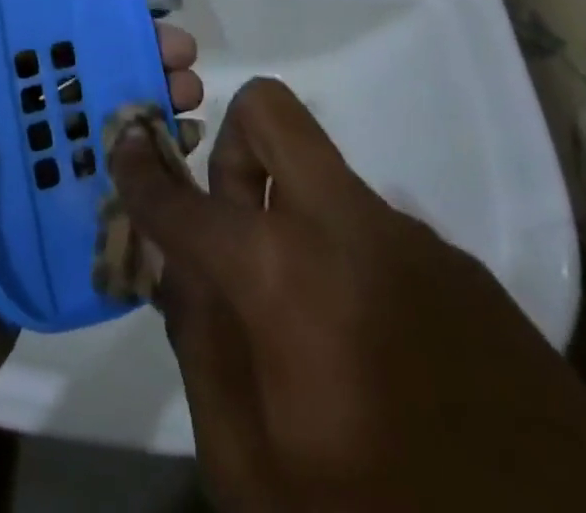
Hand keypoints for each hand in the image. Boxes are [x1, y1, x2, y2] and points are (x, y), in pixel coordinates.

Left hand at [0, 0, 202, 416]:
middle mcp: (5, 100)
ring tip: (191, 92)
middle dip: (137, 37)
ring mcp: (32, 155)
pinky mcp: (55, 206)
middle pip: (84, 52)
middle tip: (181, 46)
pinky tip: (185, 142)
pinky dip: (147, 147)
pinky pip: (110, 163)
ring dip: (151, 88)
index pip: (42, 3)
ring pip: (104, 103)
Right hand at [109, 78, 585, 512]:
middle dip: (228, 141)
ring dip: (289, 210)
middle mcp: (344, 227)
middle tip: (226, 212)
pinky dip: (344, 255)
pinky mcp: (461, 266)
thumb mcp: (252, 472)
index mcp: (281, 276)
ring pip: (321, 174)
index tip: (124, 142)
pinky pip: (374, 227)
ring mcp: (411, 238)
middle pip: (269, 113)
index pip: (182, 199)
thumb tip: (178, 270)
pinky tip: (370, 342)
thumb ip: (202, 352)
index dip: (139, 168)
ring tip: (300, 309)